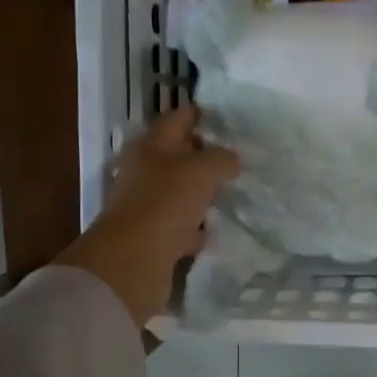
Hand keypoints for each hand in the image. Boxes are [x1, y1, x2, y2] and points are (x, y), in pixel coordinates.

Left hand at [55, 108, 240, 326]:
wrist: (133, 261)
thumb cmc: (165, 203)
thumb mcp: (201, 170)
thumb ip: (221, 159)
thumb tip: (233, 159)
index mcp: (152, 146)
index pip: (179, 118)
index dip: (204, 115)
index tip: (233, 119)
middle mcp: (146, 171)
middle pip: (180, 155)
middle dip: (208, 155)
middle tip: (242, 158)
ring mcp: (149, 204)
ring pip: (183, 191)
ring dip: (205, 192)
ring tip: (237, 192)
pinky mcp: (155, 235)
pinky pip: (183, 225)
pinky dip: (199, 227)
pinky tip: (219, 228)